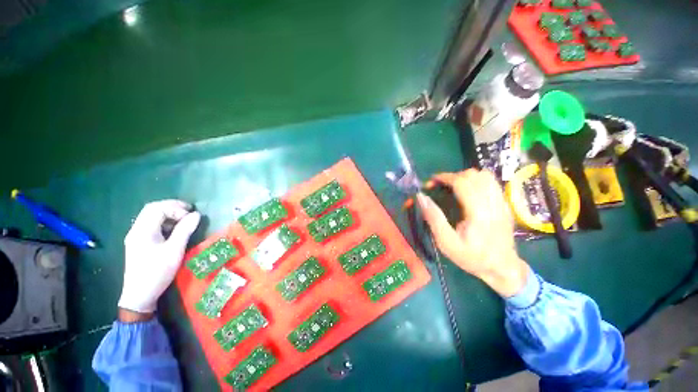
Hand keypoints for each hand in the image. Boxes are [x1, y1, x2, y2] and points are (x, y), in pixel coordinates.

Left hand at [118, 200, 200, 314]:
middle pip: (152, 209)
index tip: (191, 216)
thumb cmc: (157, 271)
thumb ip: (185, 230)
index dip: (176, 208)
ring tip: (184, 220)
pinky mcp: (139, 243)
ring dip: (169, 215)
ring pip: (151, 217)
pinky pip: (151, 226)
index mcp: (142, 230)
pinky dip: (165, 223)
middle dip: (172, 207)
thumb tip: (196, 215)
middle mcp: (136, 230)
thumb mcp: (174, 250)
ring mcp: (136, 237)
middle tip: (189, 212)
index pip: (158, 208)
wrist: (139, 295)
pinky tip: (174, 230)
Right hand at [417, 169, 529, 296]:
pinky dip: (477, 181)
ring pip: (485, 176)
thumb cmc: (472, 257)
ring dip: (466, 177)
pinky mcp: (505, 204)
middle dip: (453, 176)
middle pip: (474, 175)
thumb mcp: (446, 243)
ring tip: (454, 187)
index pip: (462, 182)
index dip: (445, 177)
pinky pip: (492, 183)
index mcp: (478, 213)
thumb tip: (421, 197)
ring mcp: (502, 203)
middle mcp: (493, 203)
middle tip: (441, 187)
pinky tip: (468, 192)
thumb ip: (434, 218)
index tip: (431, 181)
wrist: (502, 268)